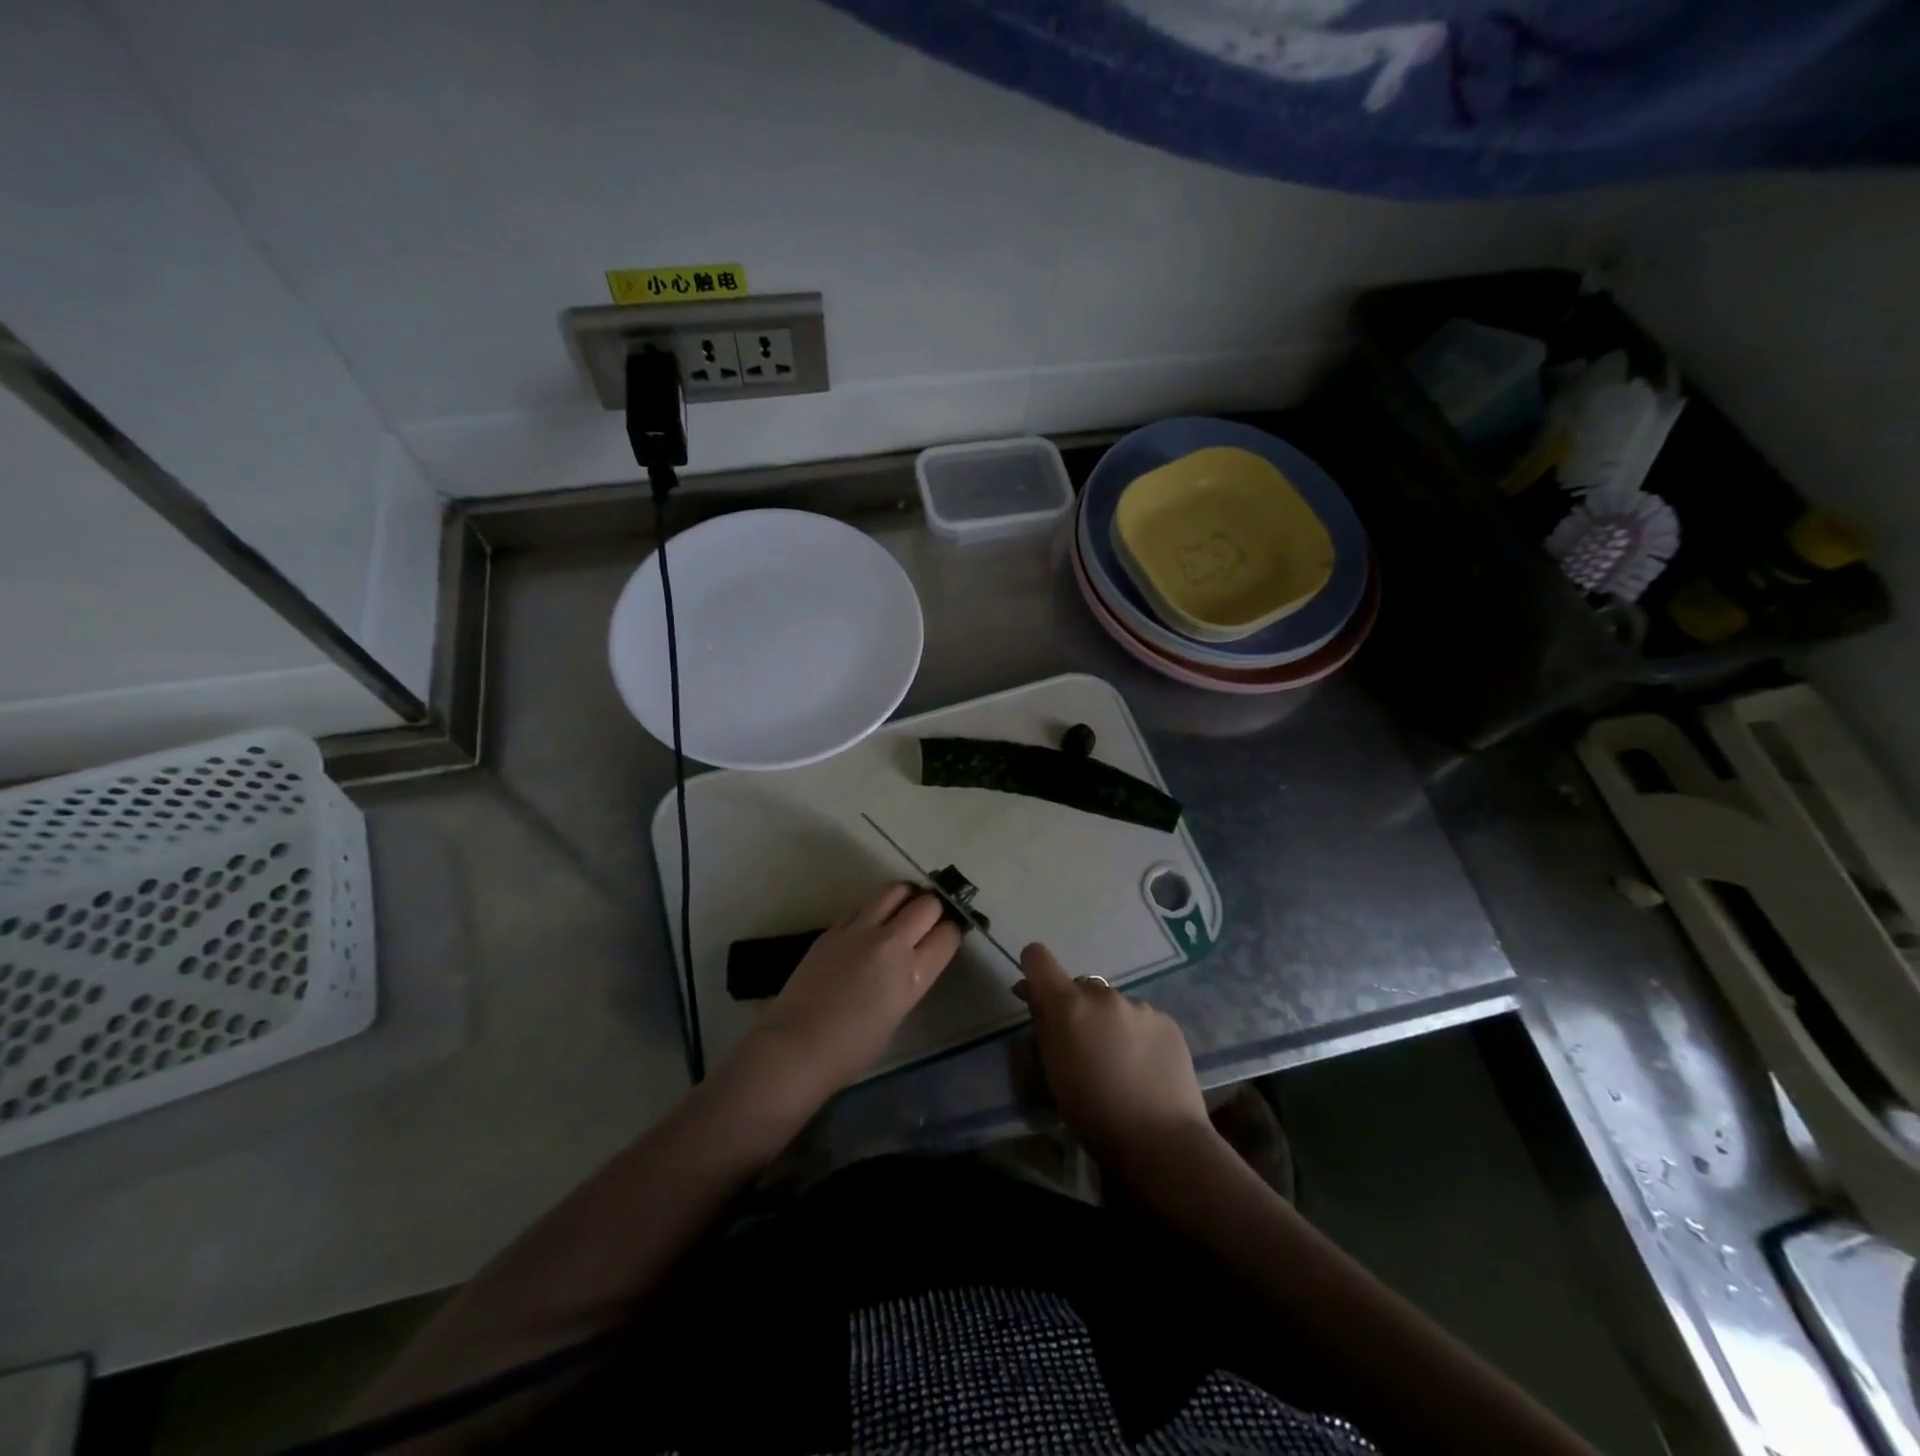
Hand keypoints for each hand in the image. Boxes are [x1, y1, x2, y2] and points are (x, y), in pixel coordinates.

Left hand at [736, 883, 961, 1105]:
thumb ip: (910, 980)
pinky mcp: (834, 927)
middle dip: (934, 909)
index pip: (948, 934)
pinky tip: (870, 926)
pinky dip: (875, 909)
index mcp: (913, 973)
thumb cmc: (852, 1049)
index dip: (951, 933)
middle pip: (927, 903)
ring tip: (903, 910)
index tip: (946, 938)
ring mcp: (860, 930)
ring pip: (895, 890)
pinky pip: (864, 905)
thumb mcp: (898, 1014)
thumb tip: (912, 961)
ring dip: (906, 897)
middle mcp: (891, 943)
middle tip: (928, 921)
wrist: (797, 1045)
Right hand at [1014, 943, 1211, 1172]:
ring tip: (1119, 1062)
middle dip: (1077, 1008)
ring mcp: (1140, 1006)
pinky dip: (1136, 1035)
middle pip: (1080, 987)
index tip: (1036, 995)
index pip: (1038, 958)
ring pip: (1113, 1005)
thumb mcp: (1053, 1072)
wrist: (1161, 1142)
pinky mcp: (1168, 1021)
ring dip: (1108, 1022)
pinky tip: (1144, 1067)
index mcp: (1069, 1006)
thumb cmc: (1093, 1114)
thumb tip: (1037, 1000)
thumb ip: (1044, 1027)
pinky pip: (1142, 1019)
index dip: (1033, 970)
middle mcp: (1104, 995)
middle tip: (1082, 1046)